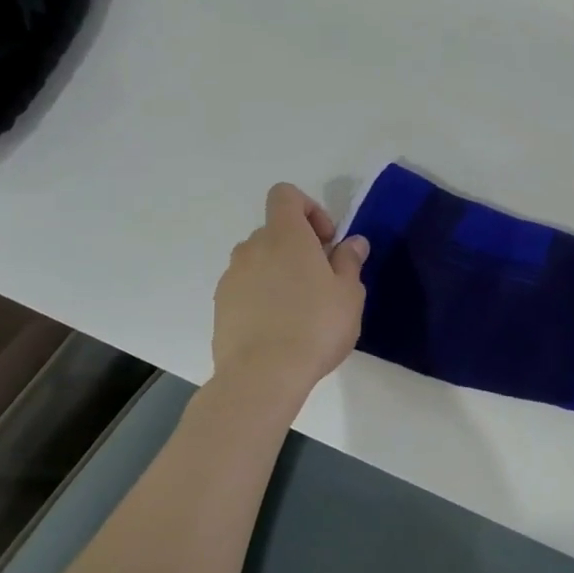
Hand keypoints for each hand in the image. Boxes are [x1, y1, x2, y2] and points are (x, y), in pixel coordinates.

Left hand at [212, 184, 368, 400]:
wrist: (262, 377)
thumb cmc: (315, 326)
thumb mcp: (349, 293)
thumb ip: (349, 261)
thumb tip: (352, 242)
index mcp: (285, 236)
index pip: (285, 195)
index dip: (309, 209)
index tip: (326, 241)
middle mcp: (252, 248)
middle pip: (275, 230)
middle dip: (299, 246)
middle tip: (322, 279)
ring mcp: (231, 277)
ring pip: (259, 260)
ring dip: (280, 272)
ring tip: (301, 308)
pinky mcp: (221, 306)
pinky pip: (246, 287)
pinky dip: (263, 296)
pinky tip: (280, 328)